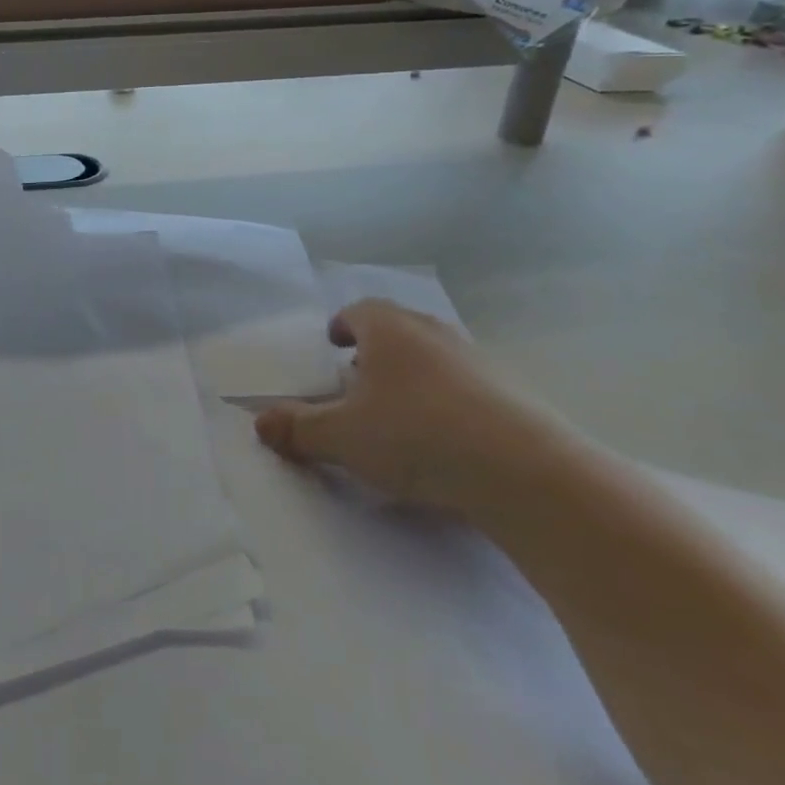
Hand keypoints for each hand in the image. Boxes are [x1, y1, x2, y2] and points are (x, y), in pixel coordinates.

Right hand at [254, 300, 574, 515]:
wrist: (526, 473)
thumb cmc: (415, 436)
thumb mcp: (341, 437)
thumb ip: (296, 428)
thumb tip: (259, 423)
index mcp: (388, 329)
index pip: (358, 311)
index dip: (341, 326)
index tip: (333, 346)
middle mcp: (433, 333)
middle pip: (397, 329)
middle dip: (374, 351)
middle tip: (357, 382)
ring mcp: (478, 360)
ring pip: (433, 357)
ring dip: (412, 376)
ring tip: (397, 413)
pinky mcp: (513, 394)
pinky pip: (467, 386)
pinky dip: (447, 400)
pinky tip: (443, 439)